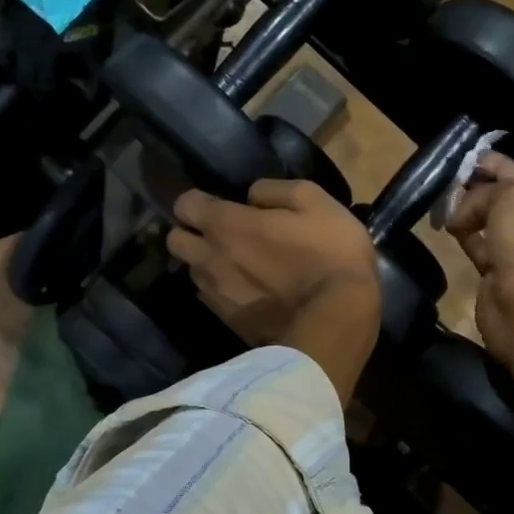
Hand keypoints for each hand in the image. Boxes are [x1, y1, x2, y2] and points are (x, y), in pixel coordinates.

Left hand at [168, 180, 381, 403]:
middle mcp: (210, 259)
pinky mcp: (229, 322)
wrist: (337, 320)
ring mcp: (216, 295)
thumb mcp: (315, 200)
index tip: (220, 203)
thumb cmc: (330, 253)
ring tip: (237, 265)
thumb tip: (251, 197)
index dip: (198, 200)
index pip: (184, 205)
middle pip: (175, 241)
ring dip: (208, 263)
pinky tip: (249, 291)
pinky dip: (223, 291)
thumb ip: (275, 190)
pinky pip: (211, 299)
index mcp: (226, 225)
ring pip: (193, 272)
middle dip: (191, 233)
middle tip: (222, 234)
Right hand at [444, 152, 513, 359]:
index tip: (462, 158)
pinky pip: (479, 245)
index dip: (491, 162)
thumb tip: (461, 213)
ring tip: (442, 205)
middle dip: (476, 187)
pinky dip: (465, 236)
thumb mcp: (510, 196)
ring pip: (489, 222)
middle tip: (446, 182)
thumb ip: (484, 192)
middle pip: (503, 197)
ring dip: (467, 212)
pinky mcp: (499, 272)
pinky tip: (448, 229)